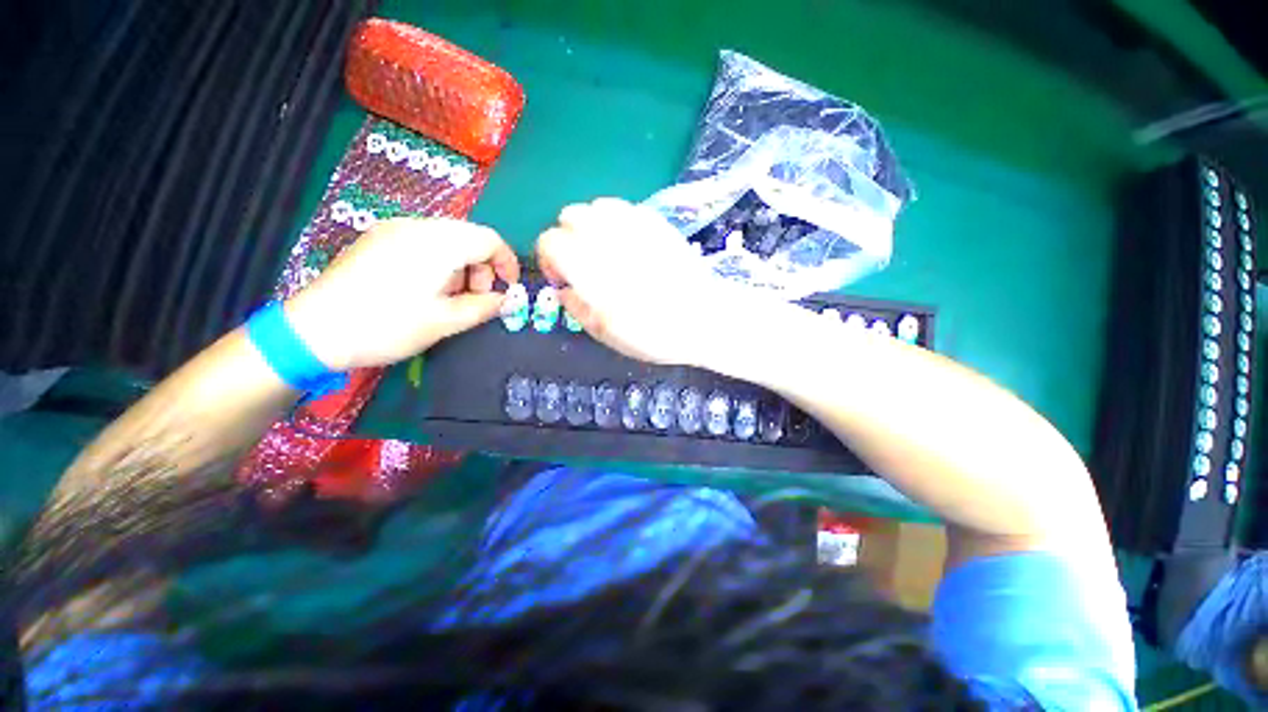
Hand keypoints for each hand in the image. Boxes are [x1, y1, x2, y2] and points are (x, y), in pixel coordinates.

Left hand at [285, 217, 518, 370]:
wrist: (315, 330)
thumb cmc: (388, 325)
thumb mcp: (445, 321)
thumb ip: (484, 307)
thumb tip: (508, 301)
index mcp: (437, 243)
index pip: (489, 239)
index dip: (507, 262)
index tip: (509, 288)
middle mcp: (417, 226)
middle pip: (469, 236)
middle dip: (483, 266)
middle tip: (478, 297)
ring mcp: (393, 229)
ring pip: (447, 238)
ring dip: (462, 265)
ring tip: (451, 297)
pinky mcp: (378, 239)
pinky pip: (424, 242)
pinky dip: (440, 262)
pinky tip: (427, 288)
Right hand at [537, 198, 759, 366]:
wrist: (704, 319)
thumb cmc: (654, 334)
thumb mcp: (606, 333)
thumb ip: (576, 307)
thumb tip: (562, 289)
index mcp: (590, 269)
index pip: (550, 240)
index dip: (549, 258)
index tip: (562, 276)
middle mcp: (608, 239)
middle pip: (569, 215)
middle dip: (568, 237)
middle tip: (583, 263)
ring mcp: (634, 225)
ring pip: (595, 206)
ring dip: (591, 225)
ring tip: (605, 250)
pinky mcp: (656, 221)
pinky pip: (623, 207)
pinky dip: (616, 221)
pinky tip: (627, 242)